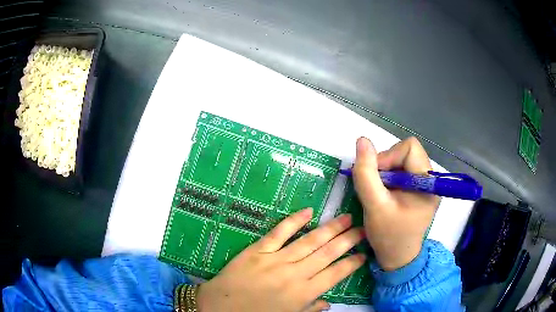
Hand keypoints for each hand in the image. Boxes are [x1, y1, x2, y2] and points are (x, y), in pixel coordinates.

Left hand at [197, 208, 365, 311]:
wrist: (220, 308)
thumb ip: (310, 309)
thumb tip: (328, 303)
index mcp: (303, 294)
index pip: (336, 274)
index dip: (352, 263)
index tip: (364, 253)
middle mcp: (295, 274)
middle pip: (328, 253)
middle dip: (348, 239)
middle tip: (363, 228)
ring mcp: (276, 260)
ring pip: (310, 241)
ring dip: (330, 228)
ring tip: (346, 217)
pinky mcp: (258, 250)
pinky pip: (279, 233)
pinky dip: (294, 221)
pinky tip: (308, 211)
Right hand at [352, 137, 439, 270]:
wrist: (397, 257)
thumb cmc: (388, 236)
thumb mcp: (374, 205)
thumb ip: (366, 173)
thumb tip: (362, 140)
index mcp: (428, 183)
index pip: (409, 148)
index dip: (388, 156)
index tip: (374, 177)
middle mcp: (431, 179)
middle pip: (406, 152)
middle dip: (386, 164)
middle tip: (375, 186)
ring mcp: (426, 184)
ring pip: (403, 159)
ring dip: (386, 171)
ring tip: (379, 191)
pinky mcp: (420, 189)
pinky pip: (403, 170)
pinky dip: (389, 176)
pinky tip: (384, 192)